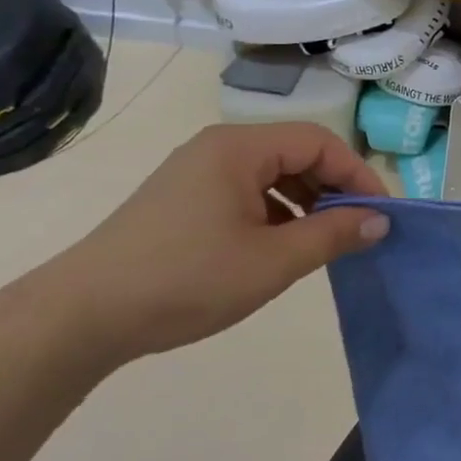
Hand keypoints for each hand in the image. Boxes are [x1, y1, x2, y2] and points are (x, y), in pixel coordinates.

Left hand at [33, 123, 389, 366]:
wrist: (80, 317)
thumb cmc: (186, 280)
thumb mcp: (272, 262)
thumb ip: (332, 235)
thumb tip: (380, 221)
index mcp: (240, 147)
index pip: (319, 142)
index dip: (357, 174)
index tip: (380, 213)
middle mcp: (219, 147)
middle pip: (296, 152)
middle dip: (332, 188)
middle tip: (355, 228)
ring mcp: (196, 171)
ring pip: (271, 173)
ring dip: (305, 201)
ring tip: (321, 241)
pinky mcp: (182, 198)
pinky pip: (245, 191)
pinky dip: (275, 212)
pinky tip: (279, 247)